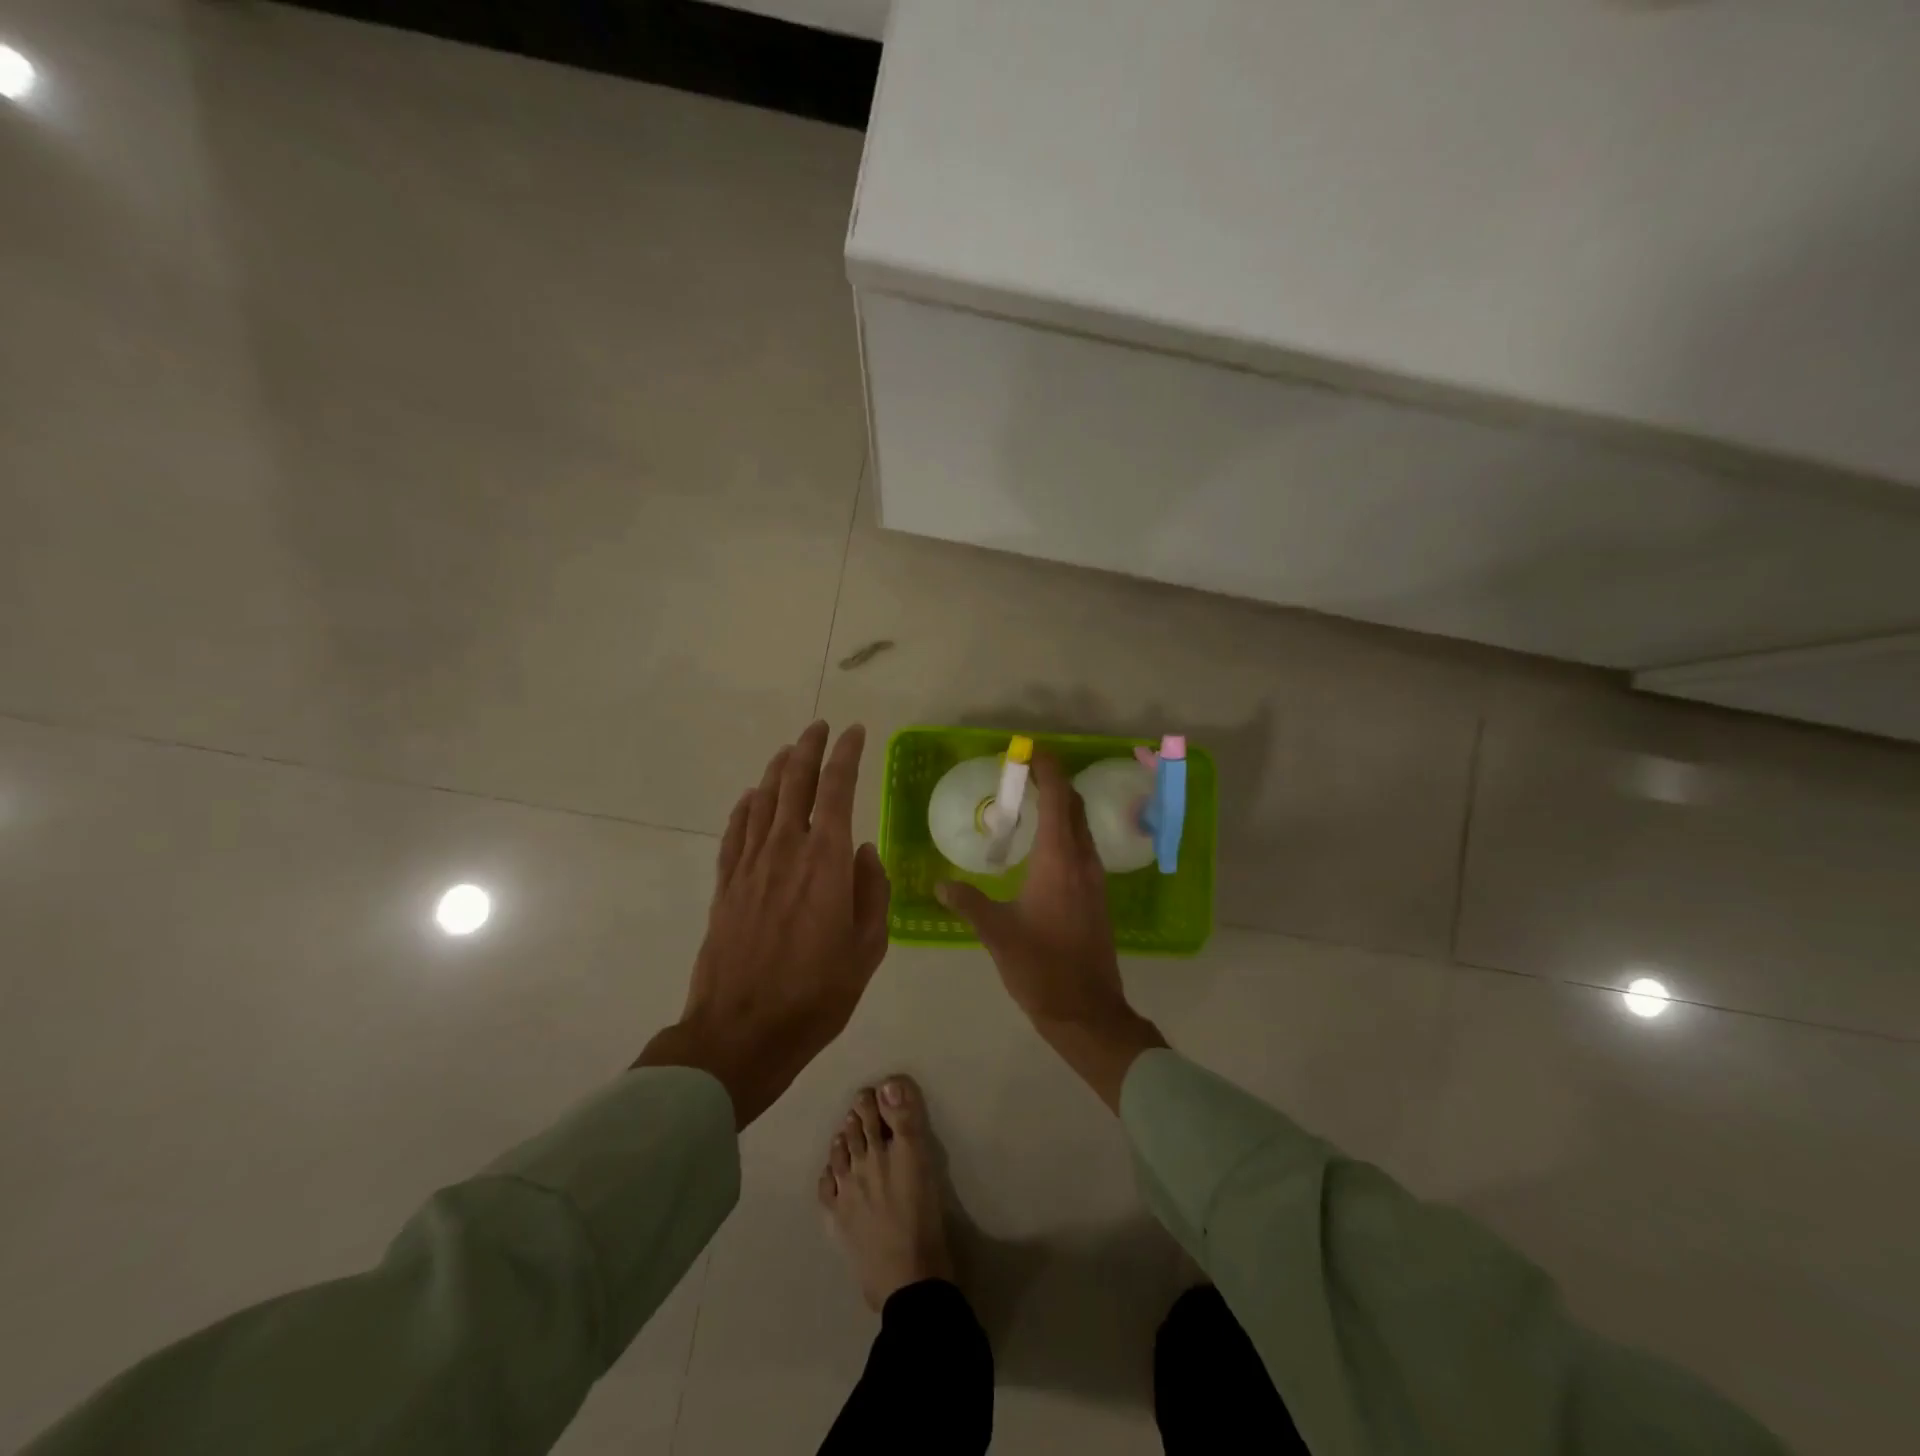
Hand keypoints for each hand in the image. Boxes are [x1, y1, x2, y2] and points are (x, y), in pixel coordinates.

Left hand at [636, 722, 890, 1127]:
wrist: (742, 1032)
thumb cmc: (817, 995)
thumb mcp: (868, 949)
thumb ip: (873, 893)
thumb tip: (865, 852)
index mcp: (826, 862)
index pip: (837, 789)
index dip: (846, 755)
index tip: (855, 732)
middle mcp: (786, 850)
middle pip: (794, 782)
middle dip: (808, 748)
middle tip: (819, 727)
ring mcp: (750, 865)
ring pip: (762, 800)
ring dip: (777, 770)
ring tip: (788, 751)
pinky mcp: (726, 885)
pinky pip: (735, 831)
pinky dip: (745, 807)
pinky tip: (751, 797)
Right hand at [936, 752, 1164, 1109]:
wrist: (1086, 1010)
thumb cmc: (1041, 967)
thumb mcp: (997, 933)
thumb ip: (968, 902)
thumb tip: (940, 884)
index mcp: (1059, 860)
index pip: (1058, 799)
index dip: (1048, 770)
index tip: (1031, 750)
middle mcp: (1082, 861)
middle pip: (1074, 806)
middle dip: (1055, 782)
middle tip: (1025, 772)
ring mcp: (1095, 879)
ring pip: (1081, 827)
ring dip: (1062, 806)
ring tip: (1031, 802)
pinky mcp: (1097, 895)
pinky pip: (1083, 847)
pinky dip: (1066, 830)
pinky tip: (1044, 845)